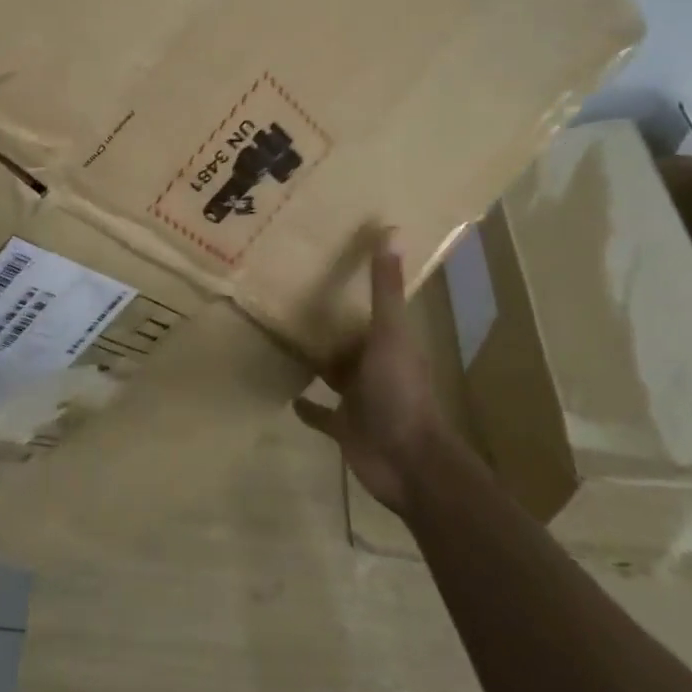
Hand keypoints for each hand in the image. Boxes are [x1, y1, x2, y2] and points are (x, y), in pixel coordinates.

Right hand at [294, 235, 451, 516]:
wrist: (408, 462)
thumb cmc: (400, 391)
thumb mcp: (390, 332)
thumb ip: (385, 287)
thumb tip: (391, 230)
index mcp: (388, 341)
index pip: (367, 308)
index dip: (350, 288)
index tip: (324, 263)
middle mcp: (373, 365)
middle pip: (347, 339)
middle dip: (327, 323)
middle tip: (290, 296)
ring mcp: (358, 398)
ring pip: (333, 372)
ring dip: (316, 359)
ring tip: (283, 337)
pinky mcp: (343, 427)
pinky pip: (322, 413)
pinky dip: (308, 406)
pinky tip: (288, 396)